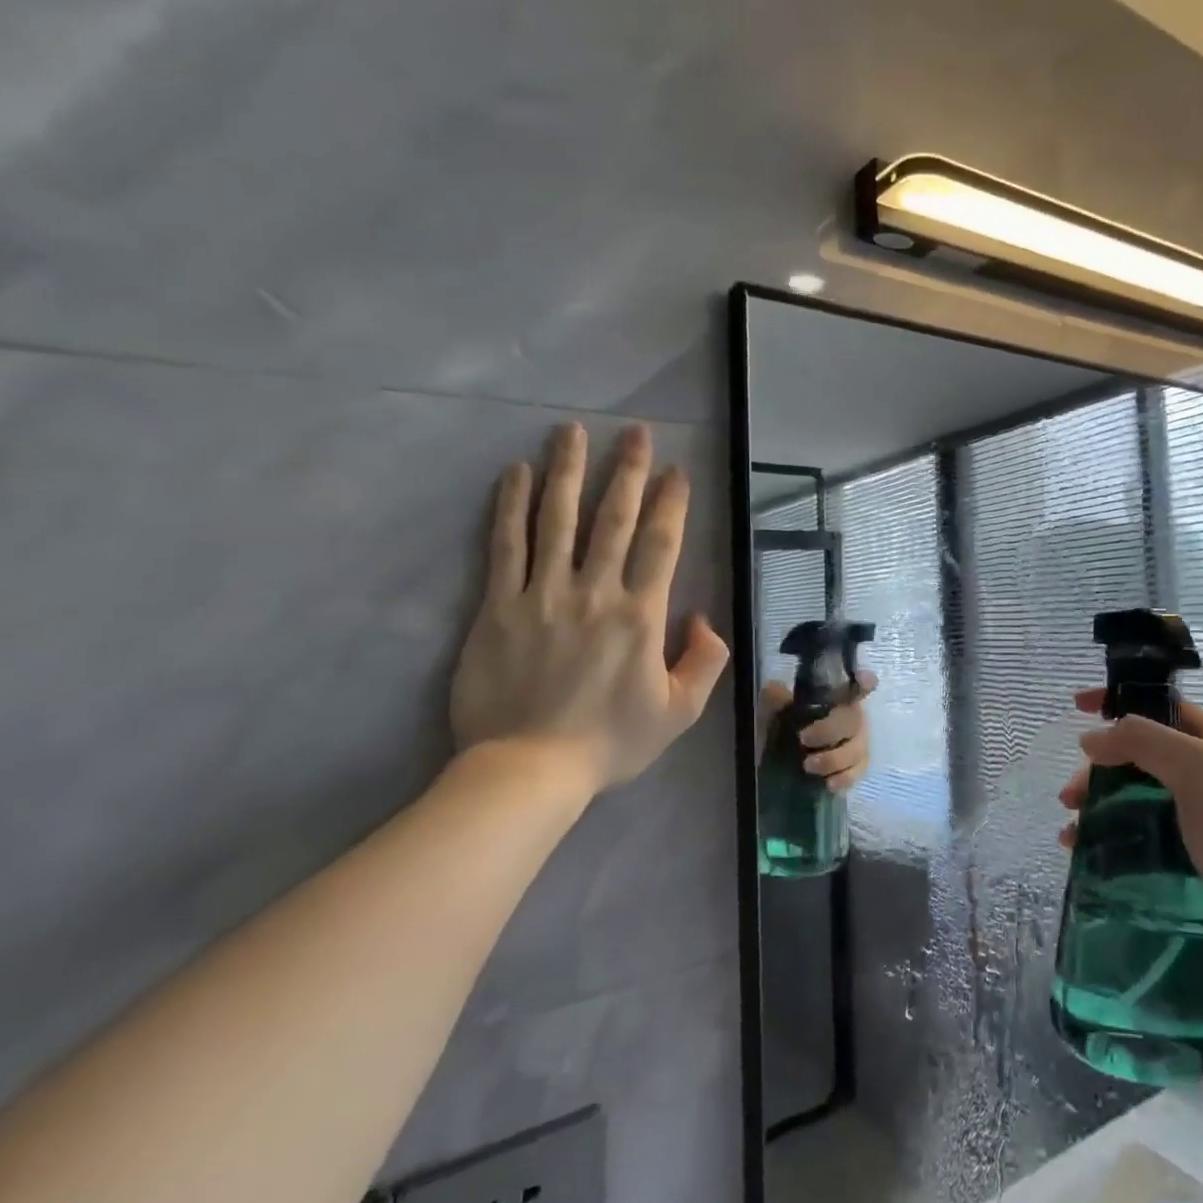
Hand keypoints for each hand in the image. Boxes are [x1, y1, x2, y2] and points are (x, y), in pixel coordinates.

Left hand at [451, 422, 729, 793]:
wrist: (528, 770)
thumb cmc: (611, 741)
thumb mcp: (680, 712)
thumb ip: (704, 661)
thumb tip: (701, 618)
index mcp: (641, 615)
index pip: (661, 544)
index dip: (671, 503)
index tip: (677, 470)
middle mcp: (595, 593)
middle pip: (614, 519)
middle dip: (627, 470)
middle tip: (635, 432)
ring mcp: (542, 595)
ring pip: (557, 520)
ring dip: (568, 471)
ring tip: (571, 431)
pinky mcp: (498, 607)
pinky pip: (505, 547)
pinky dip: (511, 507)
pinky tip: (515, 473)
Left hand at [759, 671, 877, 791]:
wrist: (782, 760)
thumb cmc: (784, 727)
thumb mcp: (774, 711)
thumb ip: (775, 698)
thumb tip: (775, 690)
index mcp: (836, 698)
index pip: (856, 686)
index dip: (863, 683)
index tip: (864, 680)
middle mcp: (852, 717)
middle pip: (853, 719)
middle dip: (829, 730)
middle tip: (803, 739)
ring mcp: (858, 743)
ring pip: (857, 749)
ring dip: (833, 758)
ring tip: (807, 766)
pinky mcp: (856, 768)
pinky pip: (858, 773)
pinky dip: (845, 778)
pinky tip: (828, 784)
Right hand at [1058, 689, 1202, 934]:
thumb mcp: (1196, 769)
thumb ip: (1143, 742)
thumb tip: (1092, 738)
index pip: (1156, 706)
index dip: (1115, 701)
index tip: (1076, 707)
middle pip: (1137, 755)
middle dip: (1098, 769)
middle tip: (1069, 798)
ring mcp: (1199, 813)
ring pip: (1134, 796)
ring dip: (1098, 806)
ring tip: (1071, 834)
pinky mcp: (1192, 852)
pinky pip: (1141, 833)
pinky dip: (1112, 837)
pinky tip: (1088, 854)